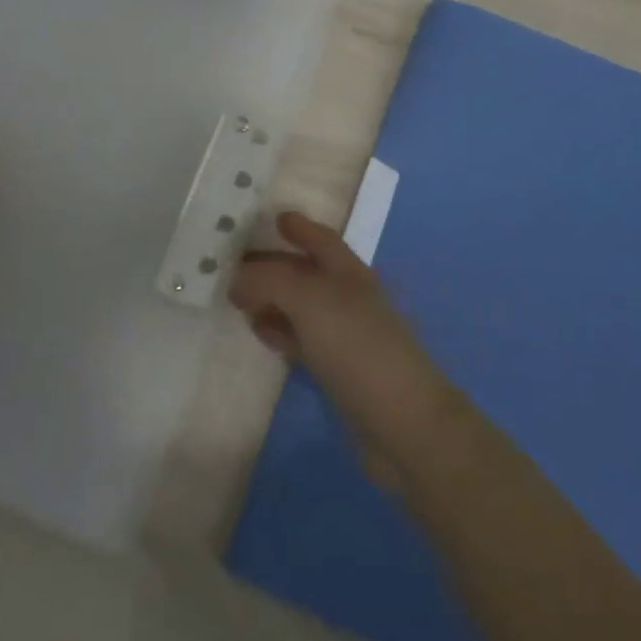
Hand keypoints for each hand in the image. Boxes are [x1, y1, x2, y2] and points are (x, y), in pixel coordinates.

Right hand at [230, 212, 462, 482]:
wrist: (402, 422)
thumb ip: (270, 281)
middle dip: (276, 265)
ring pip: (303, 308)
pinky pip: (304, 341)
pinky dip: (281, 333)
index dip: (301, 227)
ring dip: (274, 300)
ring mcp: (347, 337)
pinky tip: (261, 334)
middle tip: (238, 263)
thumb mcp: (310, 301)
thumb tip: (238, 279)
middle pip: (308, 272)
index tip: (276, 218)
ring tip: (239, 300)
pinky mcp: (340, 372)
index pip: (322, 240)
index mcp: (349, 273)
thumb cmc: (358, 347)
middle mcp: (349, 298)